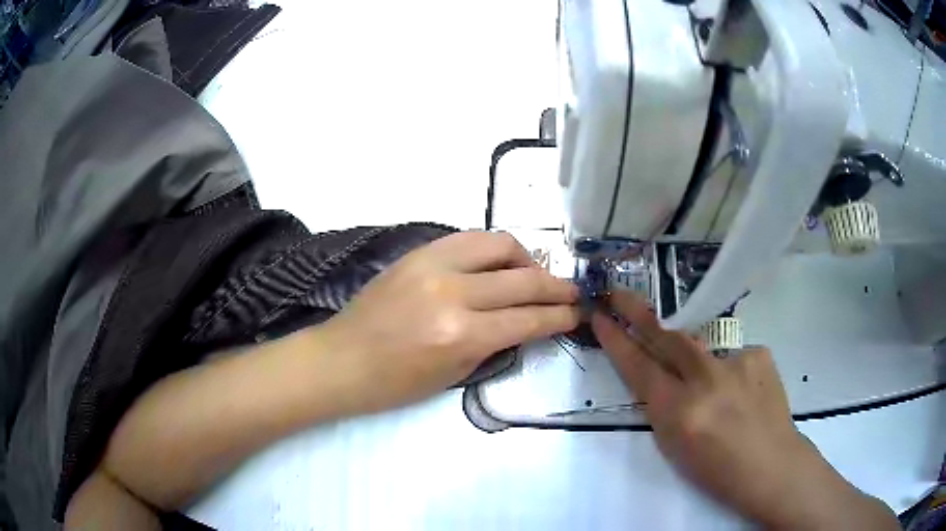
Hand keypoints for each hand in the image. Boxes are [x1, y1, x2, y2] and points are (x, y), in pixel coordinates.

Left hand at [319, 231, 579, 411]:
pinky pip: (469, 239)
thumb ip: (497, 343)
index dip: (560, 316)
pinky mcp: (418, 252)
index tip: (578, 313)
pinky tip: (499, 264)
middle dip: (556, 286)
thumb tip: (527, 321)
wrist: (343, 359)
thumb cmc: (396, 383)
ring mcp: (433, 264)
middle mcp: (452, 292)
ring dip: (527, 258)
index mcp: (461, 334)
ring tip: (534, 274)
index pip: (528, 318)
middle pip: (523, 278)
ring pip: (499, 244)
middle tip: (571, 292)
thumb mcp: (456, 374)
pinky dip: (494, 249)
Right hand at [591, 293, 897, 529]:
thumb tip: (655, 375)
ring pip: (698, 344)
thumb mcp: (675, 446)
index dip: (616, 341)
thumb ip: (662, 406)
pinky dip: (727, 370)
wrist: (772, 465)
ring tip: (702, 385)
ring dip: (687, 353)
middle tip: (618, 293)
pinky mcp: (758, 352)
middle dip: (637, 312)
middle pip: (665, 336)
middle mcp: (706, 379)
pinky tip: (740, 394)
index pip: (638, 367)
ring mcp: (736, 361)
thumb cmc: (718, 470)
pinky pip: (730, 354)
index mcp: (680, 412)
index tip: (600, 318)